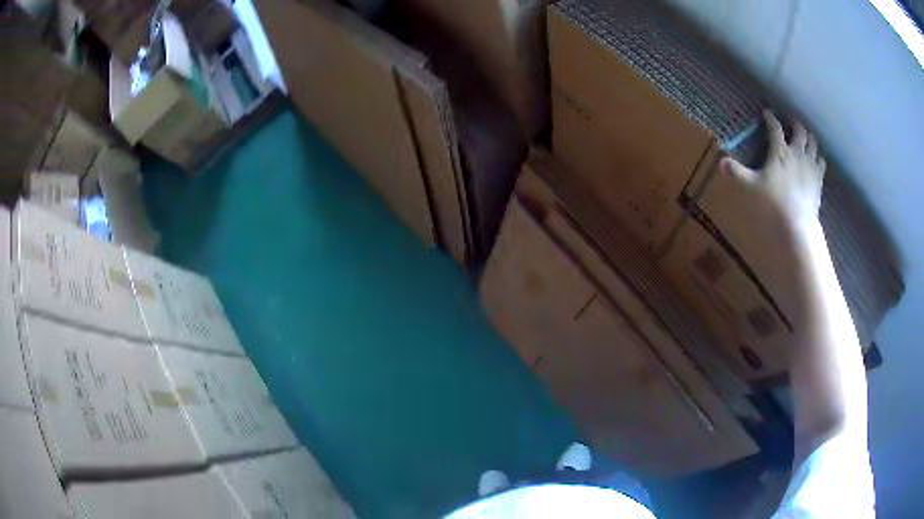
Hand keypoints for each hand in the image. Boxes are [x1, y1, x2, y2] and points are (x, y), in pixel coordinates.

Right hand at [721, 110, 826, 234]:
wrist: (798, 223)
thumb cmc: (774, 203)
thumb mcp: (752, 187)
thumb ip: (737, 173)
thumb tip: (720, 162)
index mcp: (780, 151)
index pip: (775, 127)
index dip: (770, 118)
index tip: (767, 112)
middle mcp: (797, 152)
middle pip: (799, 130)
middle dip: (794, 123)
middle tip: (790, 123)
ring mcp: (810, 164)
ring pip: (813, 142)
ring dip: (809, 137)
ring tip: (805, 138)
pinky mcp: (819, 178)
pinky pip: (821, 161)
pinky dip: (818, 156)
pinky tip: (815, 159)